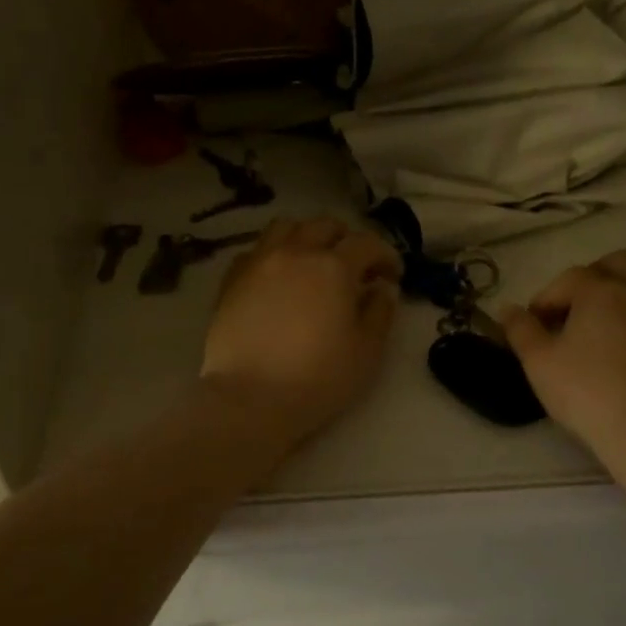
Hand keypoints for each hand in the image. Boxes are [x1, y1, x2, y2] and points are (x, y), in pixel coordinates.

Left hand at [201, 217, 401, 444]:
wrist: (250, 400)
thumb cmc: (318, 378)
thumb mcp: (367, 351)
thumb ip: (380, 312)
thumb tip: (383, 288)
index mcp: (334, 267)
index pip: (367, 244)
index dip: (386, 255)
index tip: (393, 276)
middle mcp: (295, 253)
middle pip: (324, 225)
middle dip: (346, 239)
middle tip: (355, 267)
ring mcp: (259, 263)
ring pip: (286, 228)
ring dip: (307, 236)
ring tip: (313, 261)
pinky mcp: (231, 281)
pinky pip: (255, 251)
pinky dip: (273, 255)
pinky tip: (278, 278)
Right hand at [501, 250, 625, 472]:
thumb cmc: (586, 391)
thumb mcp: (538, 362)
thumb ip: (520, 330)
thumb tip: (508, 309)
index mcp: (599, 291)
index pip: (567, 279)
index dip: (545, 299)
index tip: (533, 325)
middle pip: (615, 263)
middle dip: (590, 278)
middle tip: (572, 310)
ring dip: (623, 289)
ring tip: (604, 320)